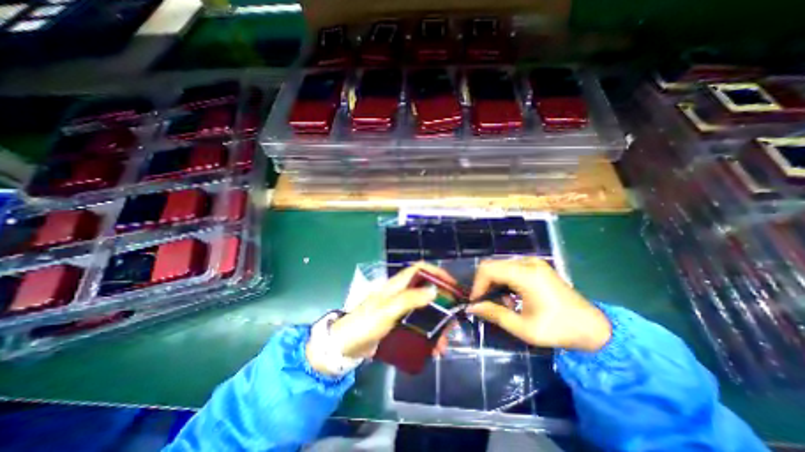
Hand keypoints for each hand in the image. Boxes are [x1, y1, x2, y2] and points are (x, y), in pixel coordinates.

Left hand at [309, 264, 455, 376]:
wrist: (345, 346)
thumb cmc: (365, 323)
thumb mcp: (387, 310)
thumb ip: (409, 299)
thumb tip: (434, 290)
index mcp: (397, 285)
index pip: (420, 269)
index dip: (437, 272)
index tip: (452, 285)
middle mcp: (400, 294)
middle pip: (426, 291)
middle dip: (442, 304)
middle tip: (453, 321)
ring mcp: (400, 310)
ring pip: (424, 311)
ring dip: (437, 324)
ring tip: (444, 343)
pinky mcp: (399, 324)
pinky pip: (418, 326)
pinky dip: (428, 335)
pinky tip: (433, 349)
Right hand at [467, 258, 610, 352]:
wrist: (593, 328)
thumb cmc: (559, 329)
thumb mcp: (523, 327)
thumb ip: (494, 314)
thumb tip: (471, 308)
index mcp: (526, 275)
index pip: (488, 269)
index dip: (477, 284)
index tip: (476, 302)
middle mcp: (528, 262)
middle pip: (492, 265)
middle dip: (484, 284)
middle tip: (486, 304)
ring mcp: (533, 262)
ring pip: (499, 266)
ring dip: (495, 284)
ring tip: (503, 304)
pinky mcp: (536, 266)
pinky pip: (510, 268)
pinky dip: (504, 281)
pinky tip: (512, 297)